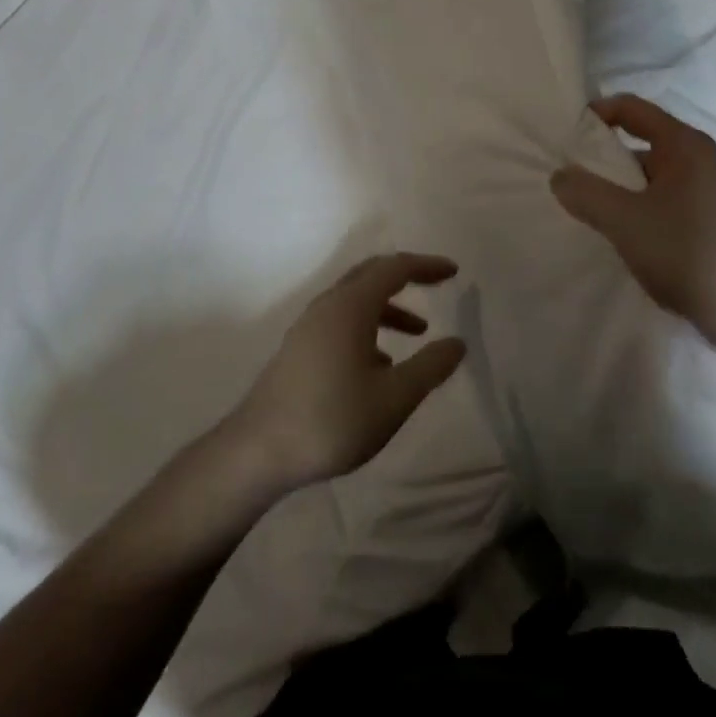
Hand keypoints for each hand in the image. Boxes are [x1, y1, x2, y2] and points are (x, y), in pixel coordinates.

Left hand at [231, 253, 467, 491]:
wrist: (258, 451)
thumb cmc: (332, 420)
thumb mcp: (394, 398)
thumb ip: (430, 367)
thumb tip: (458, 343)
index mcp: (351, 306)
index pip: (395, 268)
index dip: (426, 266)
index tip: (454, 271)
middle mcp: (328, 305)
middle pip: (372, 275)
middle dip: (407, 277)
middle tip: (437, 285)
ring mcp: (309, 326)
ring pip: (356, 300)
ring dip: (389, 308)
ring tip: (418, 334)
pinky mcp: (299, 348)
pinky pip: (342, 320)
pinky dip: (368, 327)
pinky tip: (380, 365)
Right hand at [550, 94, 715, 332]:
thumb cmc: (685, 250)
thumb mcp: (623, 219)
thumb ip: (585, 192)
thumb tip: (560, 176)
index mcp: (683, 144)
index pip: (631, 108)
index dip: (596, 113)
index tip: (563, 134)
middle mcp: (696, 159)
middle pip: (638, 141)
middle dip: (601, 156)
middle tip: (565, 174)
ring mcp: (703, 191)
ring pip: (647, 175)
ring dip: (616, 187)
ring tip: (582, 206)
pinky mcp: (704, 220)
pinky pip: (658, 200)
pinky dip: (634, 207)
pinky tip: (615, 232)